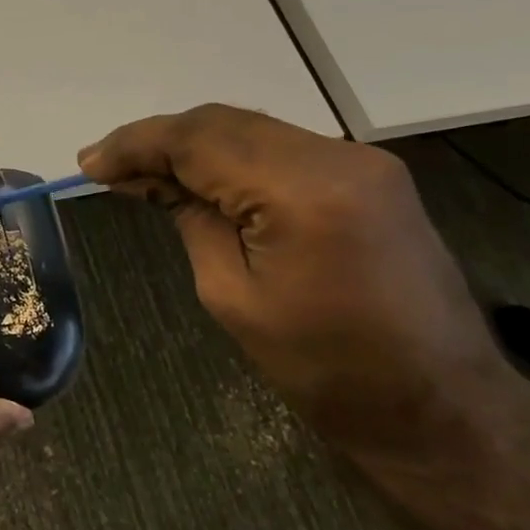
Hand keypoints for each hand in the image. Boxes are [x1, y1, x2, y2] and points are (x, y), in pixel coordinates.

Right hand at [78, 105, 503, 452]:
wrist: (440, 407)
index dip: (135, 145)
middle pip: (222, 123)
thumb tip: (149, 180)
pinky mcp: (368, 175)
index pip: (197, 140)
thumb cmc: (325, 370)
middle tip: (106, 166)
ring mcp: (360, 162)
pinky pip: (280, 147)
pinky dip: (230, 156)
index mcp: (303, 192)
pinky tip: (199, 178)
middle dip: (158, 140)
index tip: (89, 164)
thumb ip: (190, 219)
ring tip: (141, 172)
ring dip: (191, 145)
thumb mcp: (232, 295)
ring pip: (249, 129)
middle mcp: (337, 158)